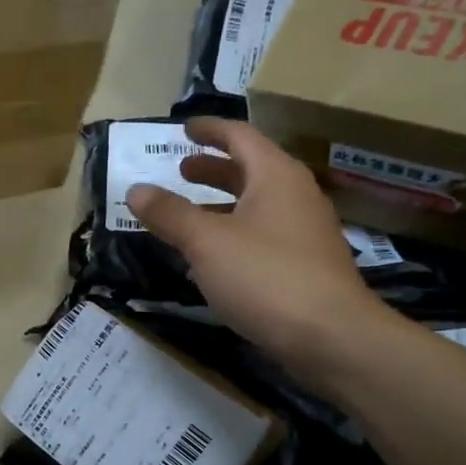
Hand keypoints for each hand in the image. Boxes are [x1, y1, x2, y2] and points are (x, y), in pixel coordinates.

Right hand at [125, 117, 387, 387]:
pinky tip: (212, 257)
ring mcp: (303, 232)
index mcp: (275, 177)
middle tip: (181, 168)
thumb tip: (136, 189)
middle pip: (250, 170)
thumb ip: (170, 214)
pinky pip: (261, 235)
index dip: (210, 129)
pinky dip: (233, 233)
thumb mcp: (206, 242)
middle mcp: (294, 196)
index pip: (240, 136)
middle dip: (214, 168)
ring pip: (255, 205)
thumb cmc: (265, 277)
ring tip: (187, 213)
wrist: (330, 336)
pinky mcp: (303, 265)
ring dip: (221, 203)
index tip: (184, 128)